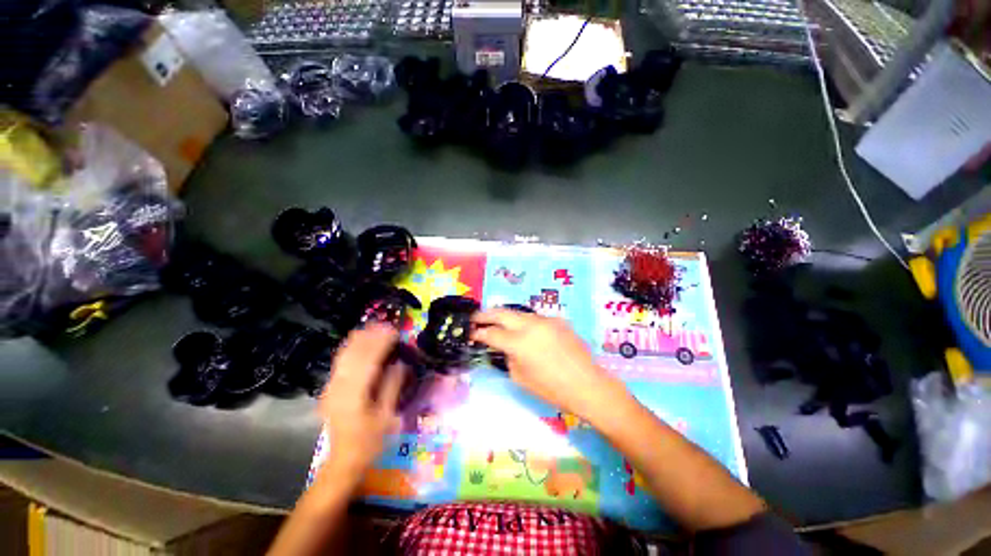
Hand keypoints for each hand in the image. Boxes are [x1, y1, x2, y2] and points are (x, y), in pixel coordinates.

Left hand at [318, 324, 404, 483]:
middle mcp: (338, 387)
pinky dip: (351, 348)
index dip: (381, 342)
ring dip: (359, 339)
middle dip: (369, 336)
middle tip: (386, 324)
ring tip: (374, 327)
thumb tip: (400, 362)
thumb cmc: (369, 441)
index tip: (394, 330)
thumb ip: (392, 387)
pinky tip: (359, 341)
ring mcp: (330, 387)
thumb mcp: (386, 416)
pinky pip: (340, 362)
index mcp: (354, 394)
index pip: (368, 361)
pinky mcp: (329, 388)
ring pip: (343, 356)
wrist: (343, 460)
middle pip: (353, 354)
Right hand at [471, 309, 623, 420]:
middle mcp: (530, 325)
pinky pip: (535, 319)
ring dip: (505, 316)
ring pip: (518, 313)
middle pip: (501, 313)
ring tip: (496, 321)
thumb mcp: (520, 377)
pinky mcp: (557, 320)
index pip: (491, 333)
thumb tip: (503, 347)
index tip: (470, 332)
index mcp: (519, 343)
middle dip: (485, 314)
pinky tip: (525, 331)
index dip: (478, 333)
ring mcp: (545, 320)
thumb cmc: (551, 388)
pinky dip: (525, 323)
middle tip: (475, 317)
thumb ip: (507, 357)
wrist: (587, 384)